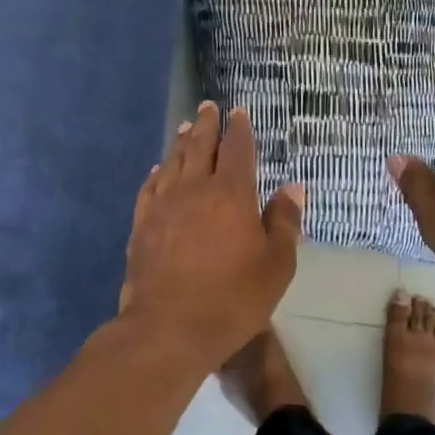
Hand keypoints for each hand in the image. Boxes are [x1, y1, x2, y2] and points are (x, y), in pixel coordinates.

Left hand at [120, 101, 304, 366]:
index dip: (239, 129)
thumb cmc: (234, 297)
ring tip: (185, 128)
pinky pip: (150, 188)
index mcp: (231, 193)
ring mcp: (163, 206)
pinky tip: (158, 170)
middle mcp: (194, 189)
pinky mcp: (142, 225)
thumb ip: (285, 221)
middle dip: (206, 125)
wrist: (170, 327)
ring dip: (181, 142)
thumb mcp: (277, 264)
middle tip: (208, 107)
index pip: (237, 149)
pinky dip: (157, 173)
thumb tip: (292, 186)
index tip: (239, 113)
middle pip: (200, 146)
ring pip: (172, 162)